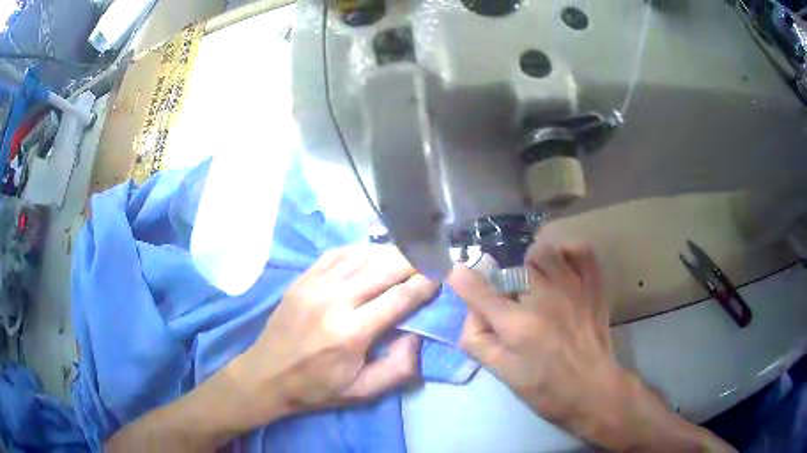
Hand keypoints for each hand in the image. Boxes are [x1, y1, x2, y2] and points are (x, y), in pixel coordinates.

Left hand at [231, 245, 437, 426]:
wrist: (267, 375)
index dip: (425, 284)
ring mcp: (315, 285)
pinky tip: (372, 254)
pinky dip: (360, 250)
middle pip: (384, 269)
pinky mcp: (302, 279)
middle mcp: (335, 301)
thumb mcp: (362, 391)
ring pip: (362, 256)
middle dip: (412, 262)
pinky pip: (337, 254)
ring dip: (389, 254)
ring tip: (406, 256)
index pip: (399, 298)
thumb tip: (417, 335)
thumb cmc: (317, 388)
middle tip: (430, 260)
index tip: (441, 276)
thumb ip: (398, 368)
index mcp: (352, 333)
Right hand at [449, 241, 618, 424]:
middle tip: (512, 300)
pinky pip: (581, 250)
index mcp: (518, 326)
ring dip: (534, 264)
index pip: (480, 291)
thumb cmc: (544, 387)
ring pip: (545, 251)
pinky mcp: (595, 286)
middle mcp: (546, 299)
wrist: (592, 390)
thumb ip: (477, 339)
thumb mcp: (502, 373)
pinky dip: (568, 253)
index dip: (462, 279)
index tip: (458, 273)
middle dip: (506, 281)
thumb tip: (470, 309)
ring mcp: (574, 288)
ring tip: (537, 283)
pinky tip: (563, 268)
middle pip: (514, 265)